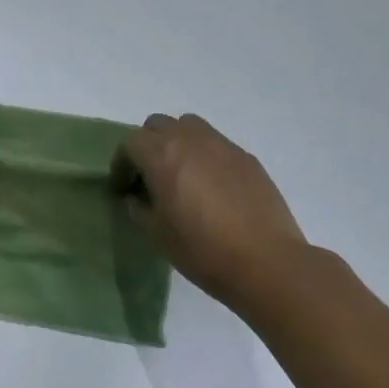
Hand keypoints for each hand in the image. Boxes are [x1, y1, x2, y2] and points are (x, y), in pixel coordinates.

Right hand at [117, 113, 310, 306]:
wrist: (266, 262)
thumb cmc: (202, 249)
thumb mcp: (156, 234)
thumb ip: (138, 208)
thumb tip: (135, 197)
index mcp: (161, 155)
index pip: (130, 143)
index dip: (122, 165)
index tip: (123, 189)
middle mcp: (190, 140)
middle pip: (158, 125)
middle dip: (148, 146)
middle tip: (150, 176)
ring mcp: (222, 145)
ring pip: (189, 126)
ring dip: (177, 142)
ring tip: (181, 173)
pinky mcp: (246, 158)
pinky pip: (216, 144)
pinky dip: (205, 155)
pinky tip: (212, 187)